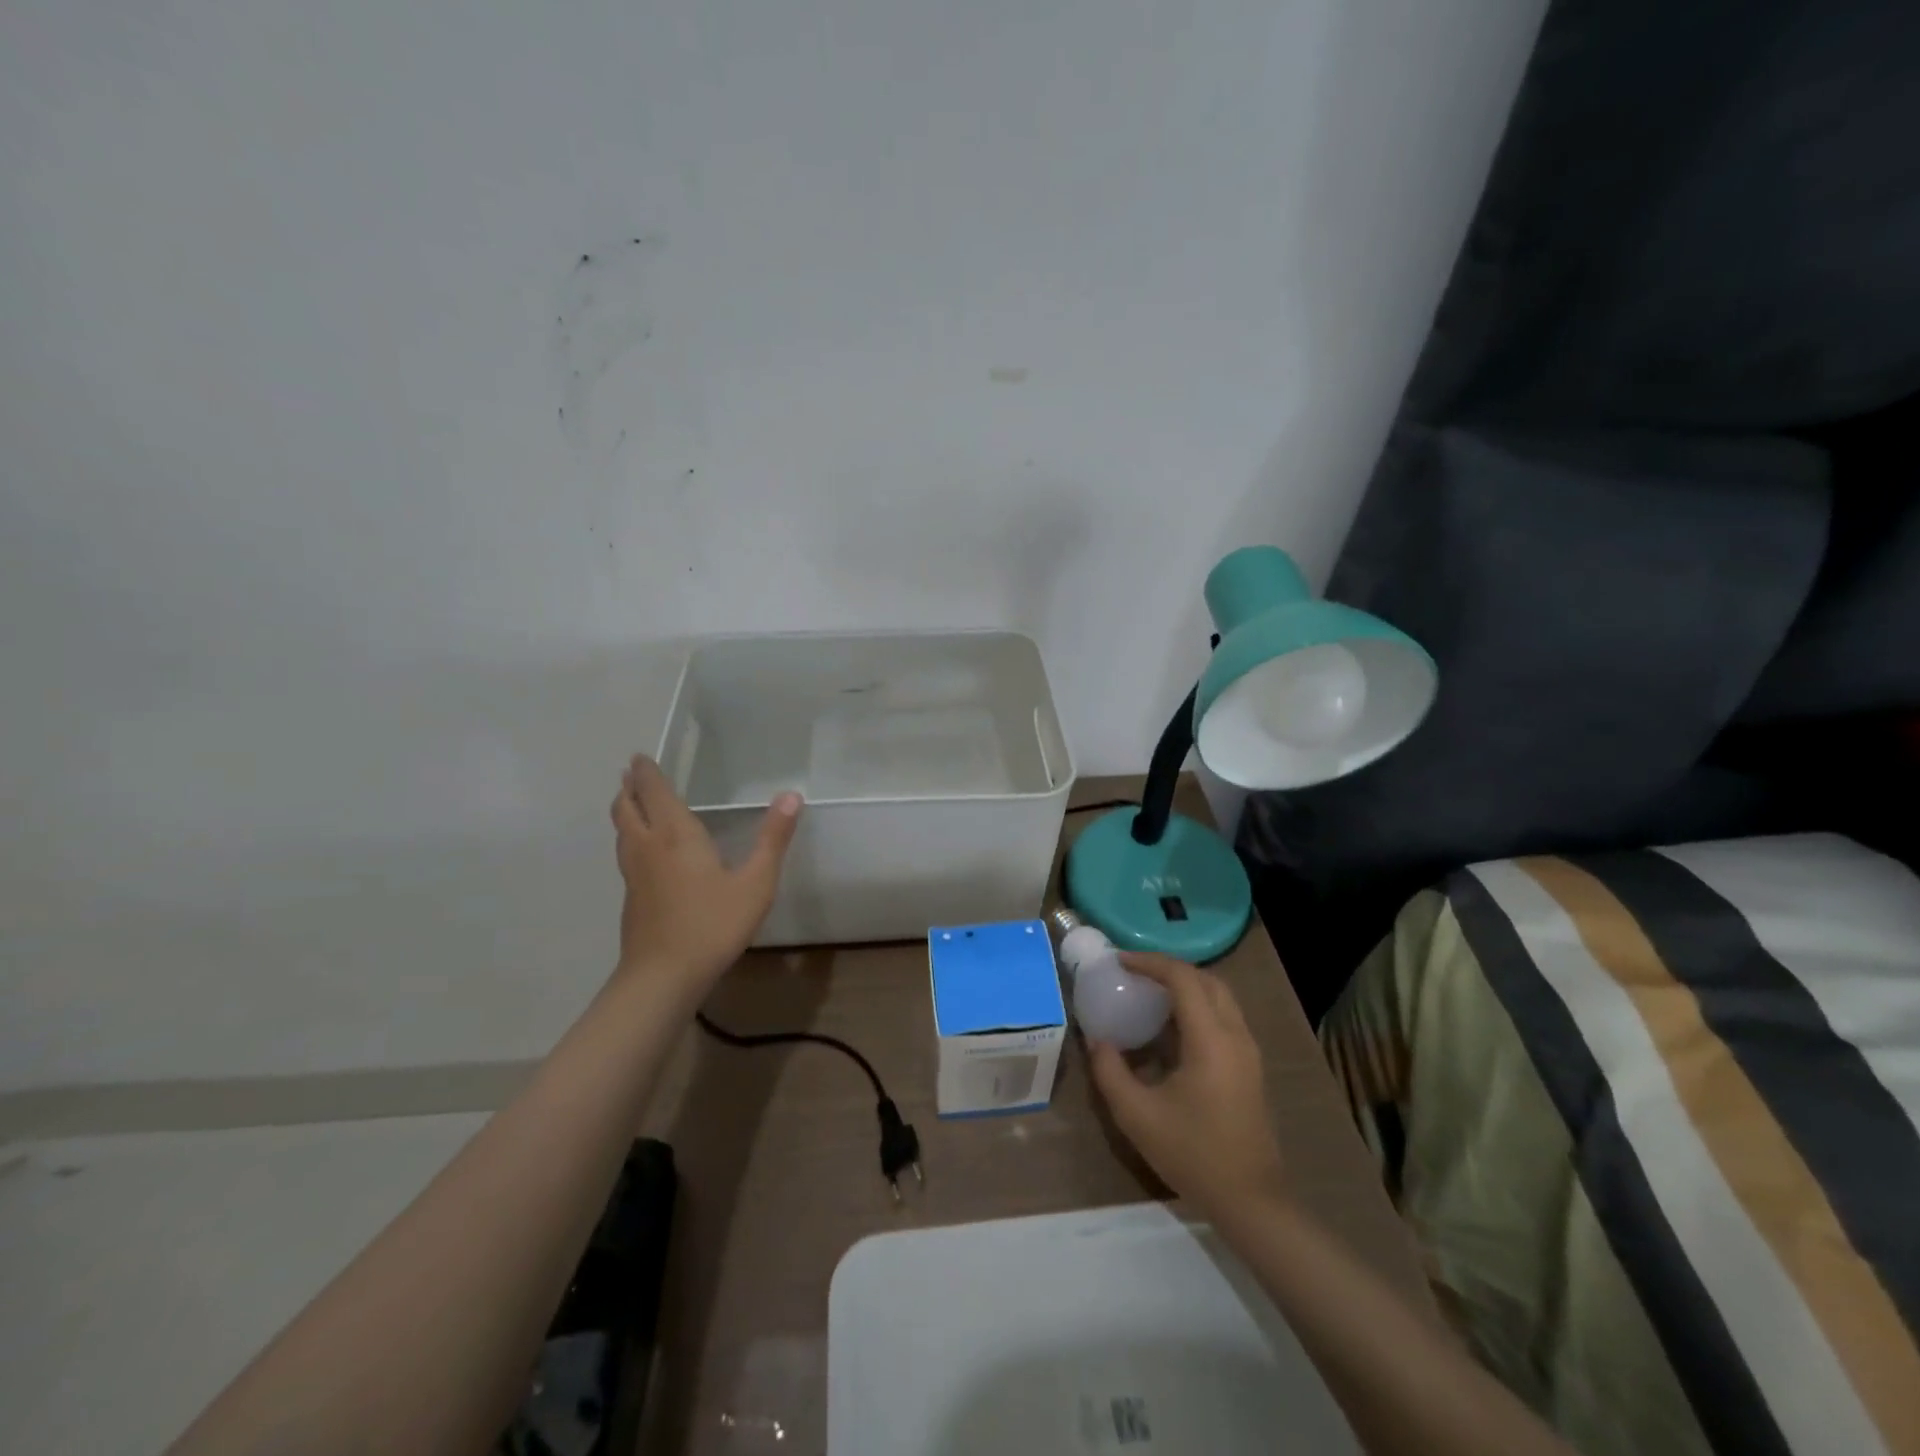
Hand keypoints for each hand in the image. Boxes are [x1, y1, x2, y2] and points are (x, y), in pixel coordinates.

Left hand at [609, 755, 801, 989]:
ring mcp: (634, 874)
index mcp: (676, 834)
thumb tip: (791, 796)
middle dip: (629, 787)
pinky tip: (645, 851)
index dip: (647, 772)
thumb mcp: (756, 882)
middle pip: (627, 808)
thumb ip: (773, 838)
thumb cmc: (713, 924)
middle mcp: (648, 846)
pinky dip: (630, 837)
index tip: (639, 756)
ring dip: (625, 810)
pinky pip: (626, 853)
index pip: (655, 792)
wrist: (663, 976)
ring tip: (633, 803)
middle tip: (632, 773)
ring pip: (622, 831)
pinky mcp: (631, 897)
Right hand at [1088, 954, 1287, 1217]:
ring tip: (1150, 993)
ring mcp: (1248, 1051)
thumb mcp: (1137, 1115)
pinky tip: (1171, 1026)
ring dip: (1186, 986)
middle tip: (1135, 972)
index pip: (1183, 979)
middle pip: (1206, 979)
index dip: (1150, 962)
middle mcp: (1235, 1035)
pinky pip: (1224, 1017)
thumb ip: (1110, 1071)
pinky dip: (1197, 1006)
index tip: (1120, 961)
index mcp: (1211, 1040)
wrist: (1251, 1201)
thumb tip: (1096, 1039)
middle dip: (1169, 968)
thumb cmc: (1193, 1154)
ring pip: (1219, 996)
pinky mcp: (1250, 1066)